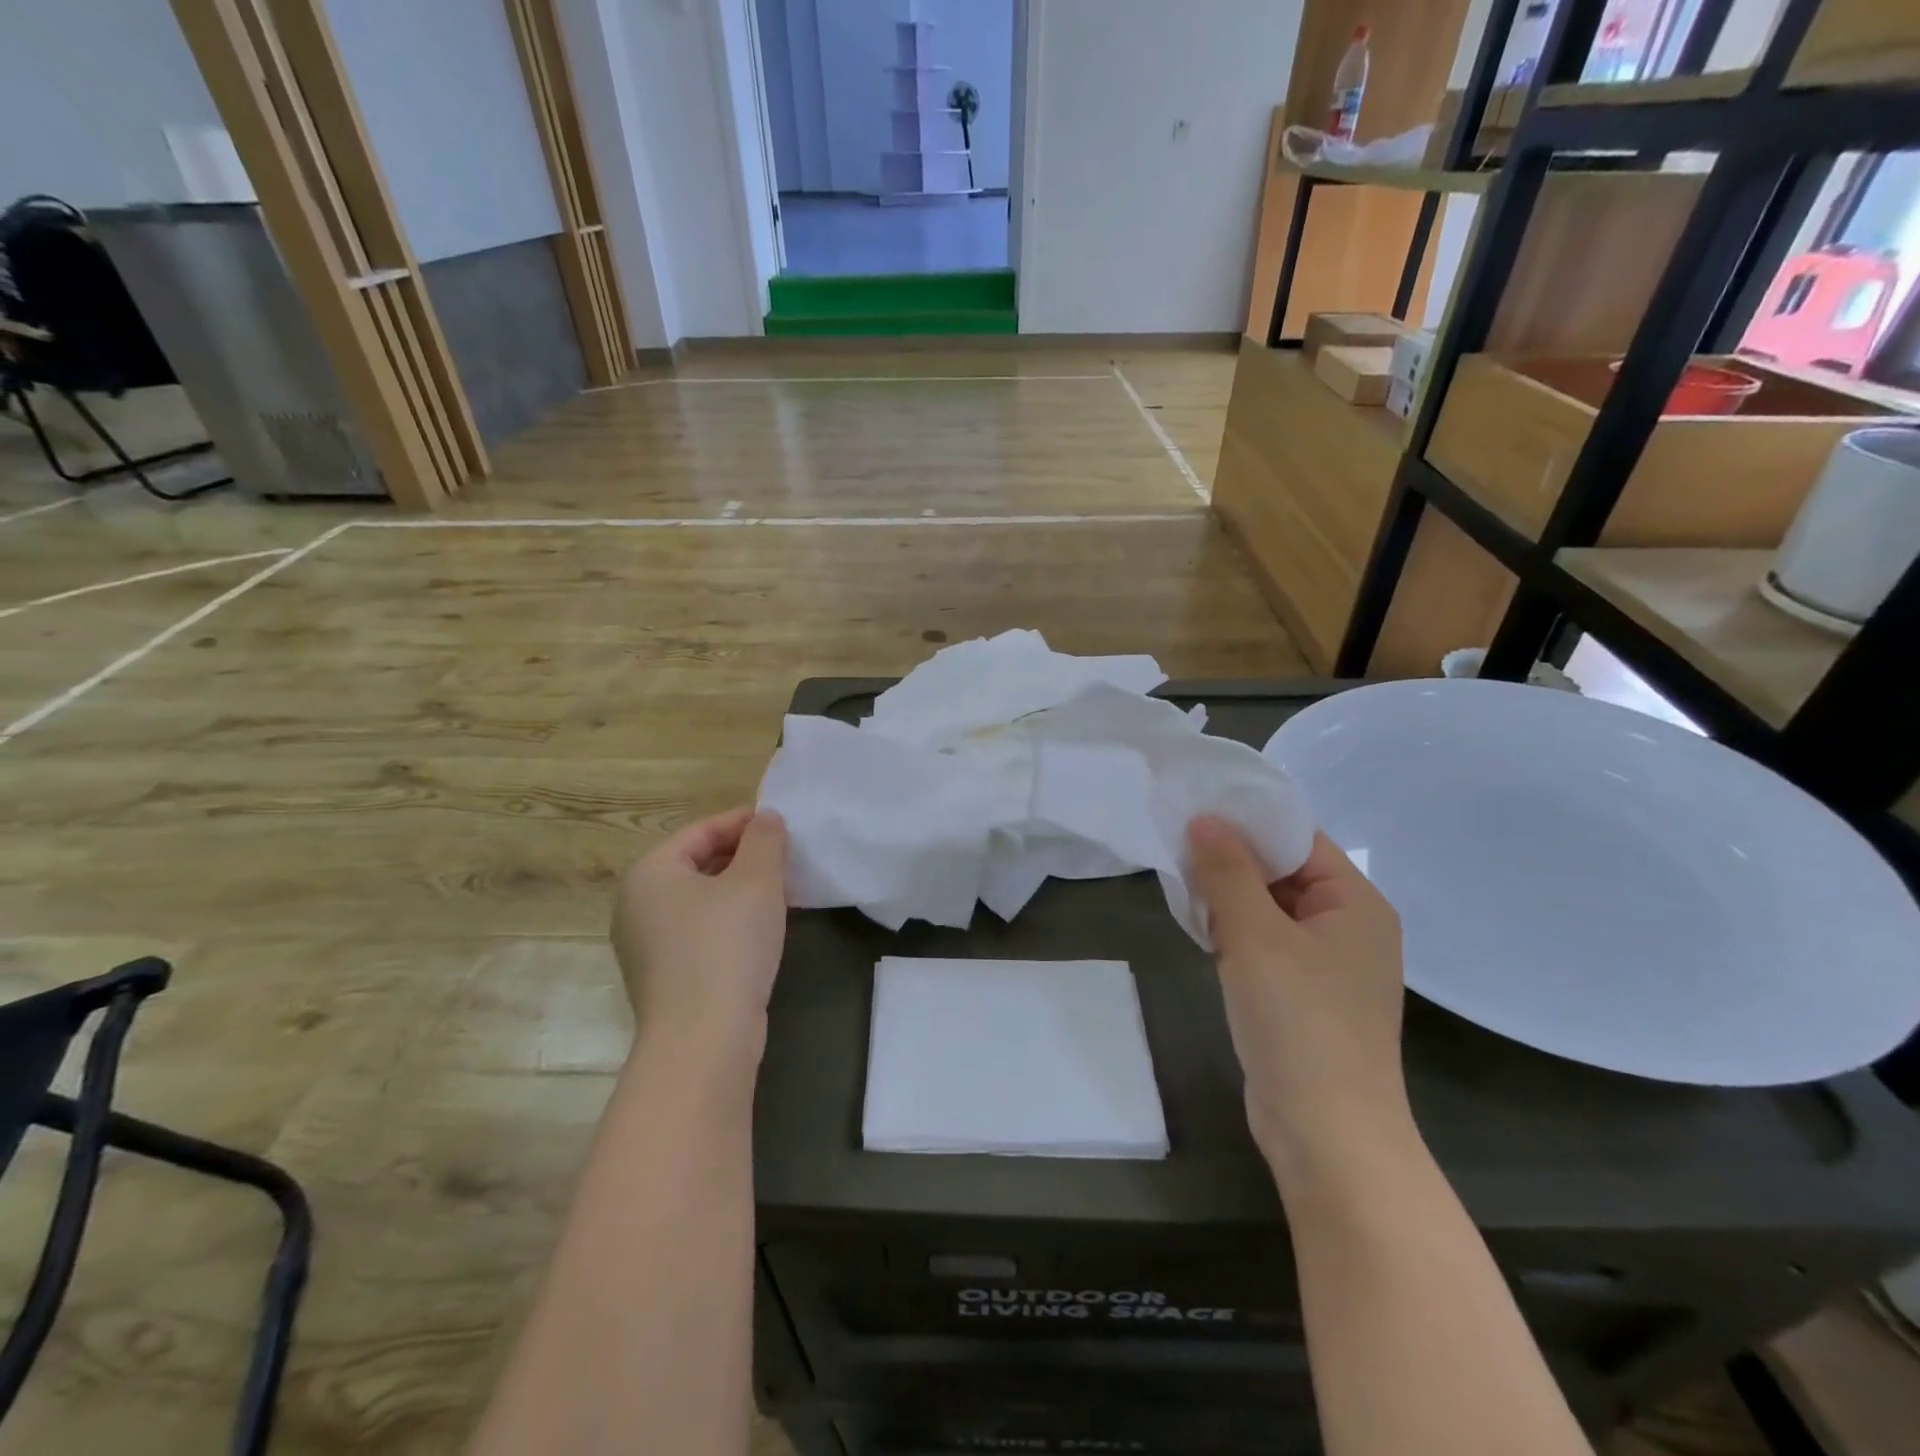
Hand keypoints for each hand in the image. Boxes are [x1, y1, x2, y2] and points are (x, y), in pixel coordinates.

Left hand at [611, 808, 789, 1055]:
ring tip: (781, 890)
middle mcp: (637, 905)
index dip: (744, 822)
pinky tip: (761, 931)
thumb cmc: (727, 945)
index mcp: (650, 873)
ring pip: (700, 900)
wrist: (703, 1040)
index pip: (700, 831)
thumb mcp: (757, 881)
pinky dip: (730, 921)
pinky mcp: (664, 978)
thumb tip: (766, 818)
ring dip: (739, 890)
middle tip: (786, 857)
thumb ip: (765, 840)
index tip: (782, 824)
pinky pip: (700, 932)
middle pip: (697, 864)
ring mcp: (646, 946)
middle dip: (743, 856)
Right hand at [1187, 818, 1413, 1181]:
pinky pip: (1267, 944)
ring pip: (1270, 910)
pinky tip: (1201, 930)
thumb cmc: (1299, 1022)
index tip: (1194, 810)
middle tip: (1177, 846)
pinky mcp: (1304, 995)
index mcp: (1355, 902)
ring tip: (1182, 884)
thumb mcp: (1255, 936)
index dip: (1248, 821)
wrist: (1327, 1135)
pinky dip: (1235, 932)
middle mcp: (1348, 926)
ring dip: (1229, 898)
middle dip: (1232, 860)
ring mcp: (1328, 965)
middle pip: (1284, 872)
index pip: (1299, 839)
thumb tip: (1204, 818)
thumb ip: (1227, 871)